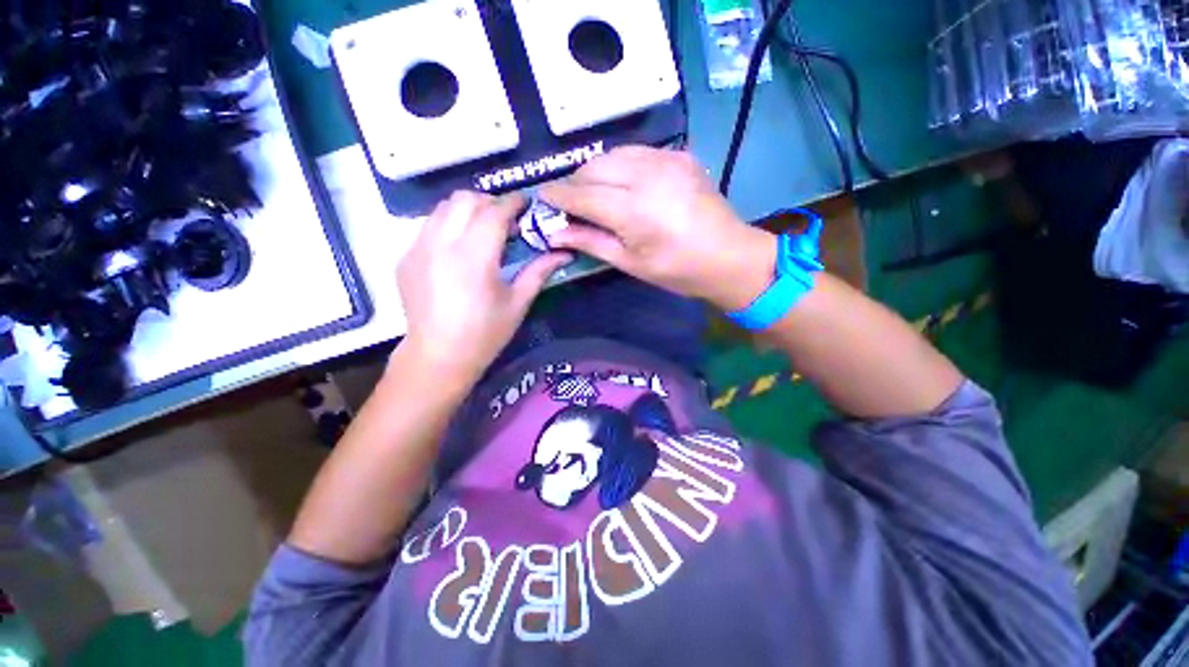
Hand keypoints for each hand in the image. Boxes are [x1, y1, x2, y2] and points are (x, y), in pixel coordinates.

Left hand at [397, 191, 570, 382]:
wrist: (438, 356)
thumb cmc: (484, 333)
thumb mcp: (518, 302)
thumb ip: (539, 271)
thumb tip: (564, 252)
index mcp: (474, 256)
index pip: (494, 212)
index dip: (513, 203)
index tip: (526, 204)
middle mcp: (442, 243)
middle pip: (465, 199)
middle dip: (489, 201)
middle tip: (506, 220)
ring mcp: (418, 248)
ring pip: (443, 208)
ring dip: (467, 210)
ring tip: (483, 231)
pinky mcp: (406, 258)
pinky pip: (429, 226)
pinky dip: (449, 225)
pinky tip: (460, 250)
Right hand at [540, 147, 776, 311]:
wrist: (730, 256)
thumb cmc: (677, 270)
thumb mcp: (630, 263)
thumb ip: (591, 243)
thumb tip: (555, 234)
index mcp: (633, 209)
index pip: (581, 194)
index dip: (557, 196)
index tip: (542, 198)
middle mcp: (647, 175)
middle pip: (593, 167)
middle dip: (575, 183)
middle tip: (569, 203)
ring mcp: (666, 159)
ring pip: (613, 154)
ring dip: (595, 171)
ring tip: (593, 194)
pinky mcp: (679, 155)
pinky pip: (637, 152)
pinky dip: (620, 165)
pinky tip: (622, 184)